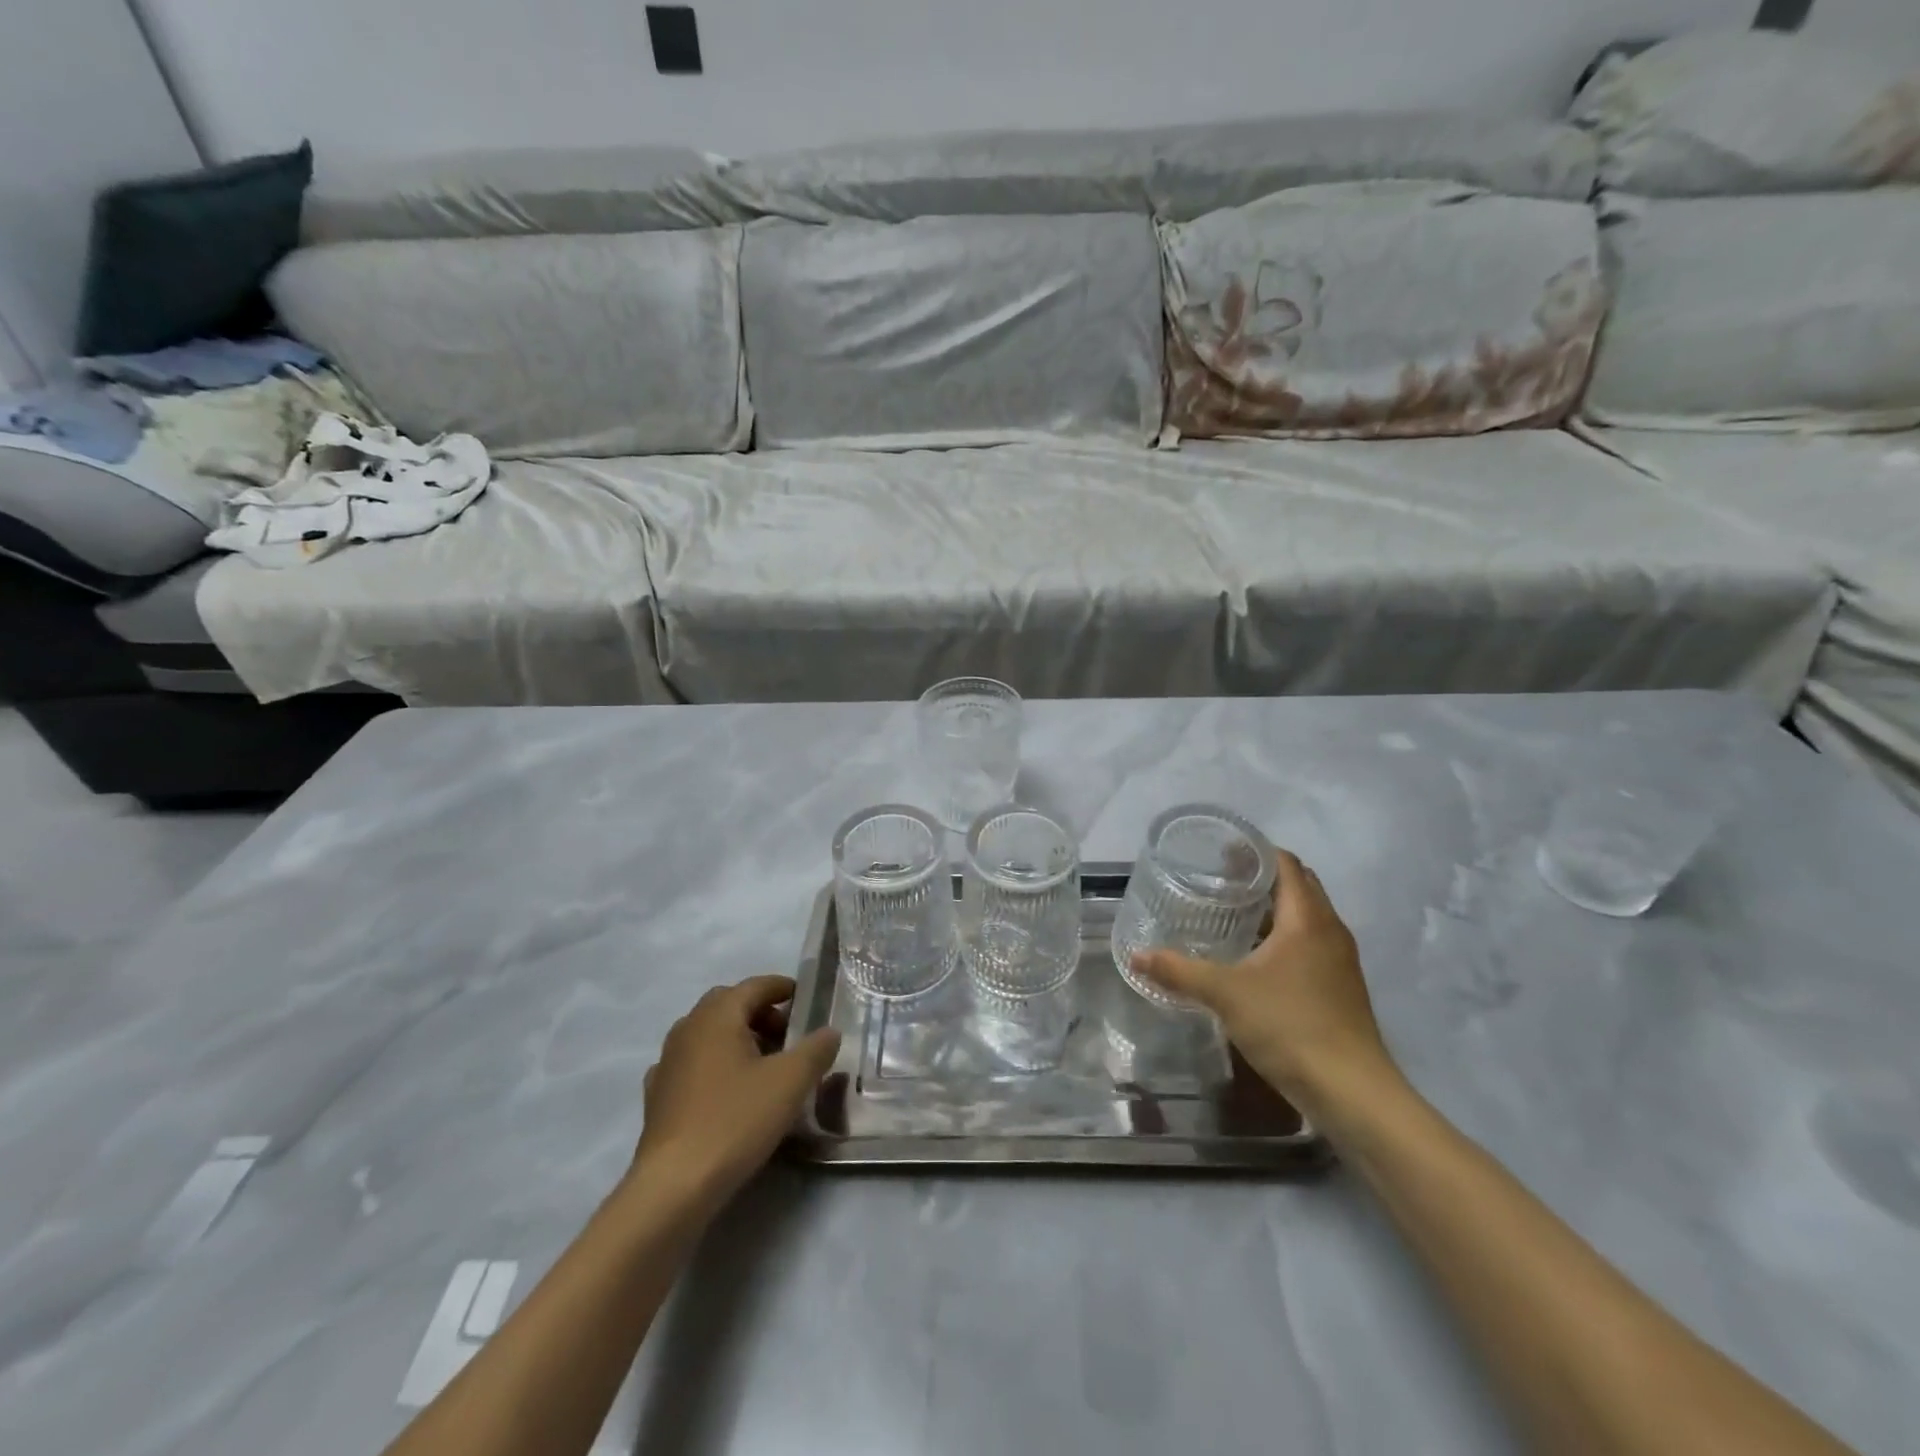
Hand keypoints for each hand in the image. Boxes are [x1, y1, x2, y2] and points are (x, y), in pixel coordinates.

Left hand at [633, 976, 841, 1209]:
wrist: (674, 1185)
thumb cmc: (736, 1120)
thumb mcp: (790, 1082)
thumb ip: (816, 1050)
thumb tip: (829, 1032)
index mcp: (718, 1015)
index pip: (754, 986)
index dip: (782, 988)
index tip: (805, 1000)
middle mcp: (687, 1028)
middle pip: (729, 1005)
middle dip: (760, 1013)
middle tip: (788, 1036)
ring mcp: (667, 1062)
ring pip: (708, 1035)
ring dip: (737, 1039)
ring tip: (764, 1067)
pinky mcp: (658, 1097)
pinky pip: (693, 1065)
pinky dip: (715, 1066)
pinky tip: (729, 1092)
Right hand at [1131, 851, 1398, 1123]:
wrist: (1352, 1092)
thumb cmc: (1290, 1026)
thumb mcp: (1225, 994)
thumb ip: (1179, 971)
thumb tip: (1136, 955)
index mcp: (1307, 919)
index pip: (1286, 864)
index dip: (1255, 852)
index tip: (1220, 852)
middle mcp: (1330, 930)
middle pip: (1299, 886)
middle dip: (1262, 877)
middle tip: (1220, 879)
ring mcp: (1340, 960)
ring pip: (1306, 916)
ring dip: (1274, 908)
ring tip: (1232, 914)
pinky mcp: (1340, 986)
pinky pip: (1310, 943)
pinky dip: (1283, 936)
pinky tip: (1254, 958)